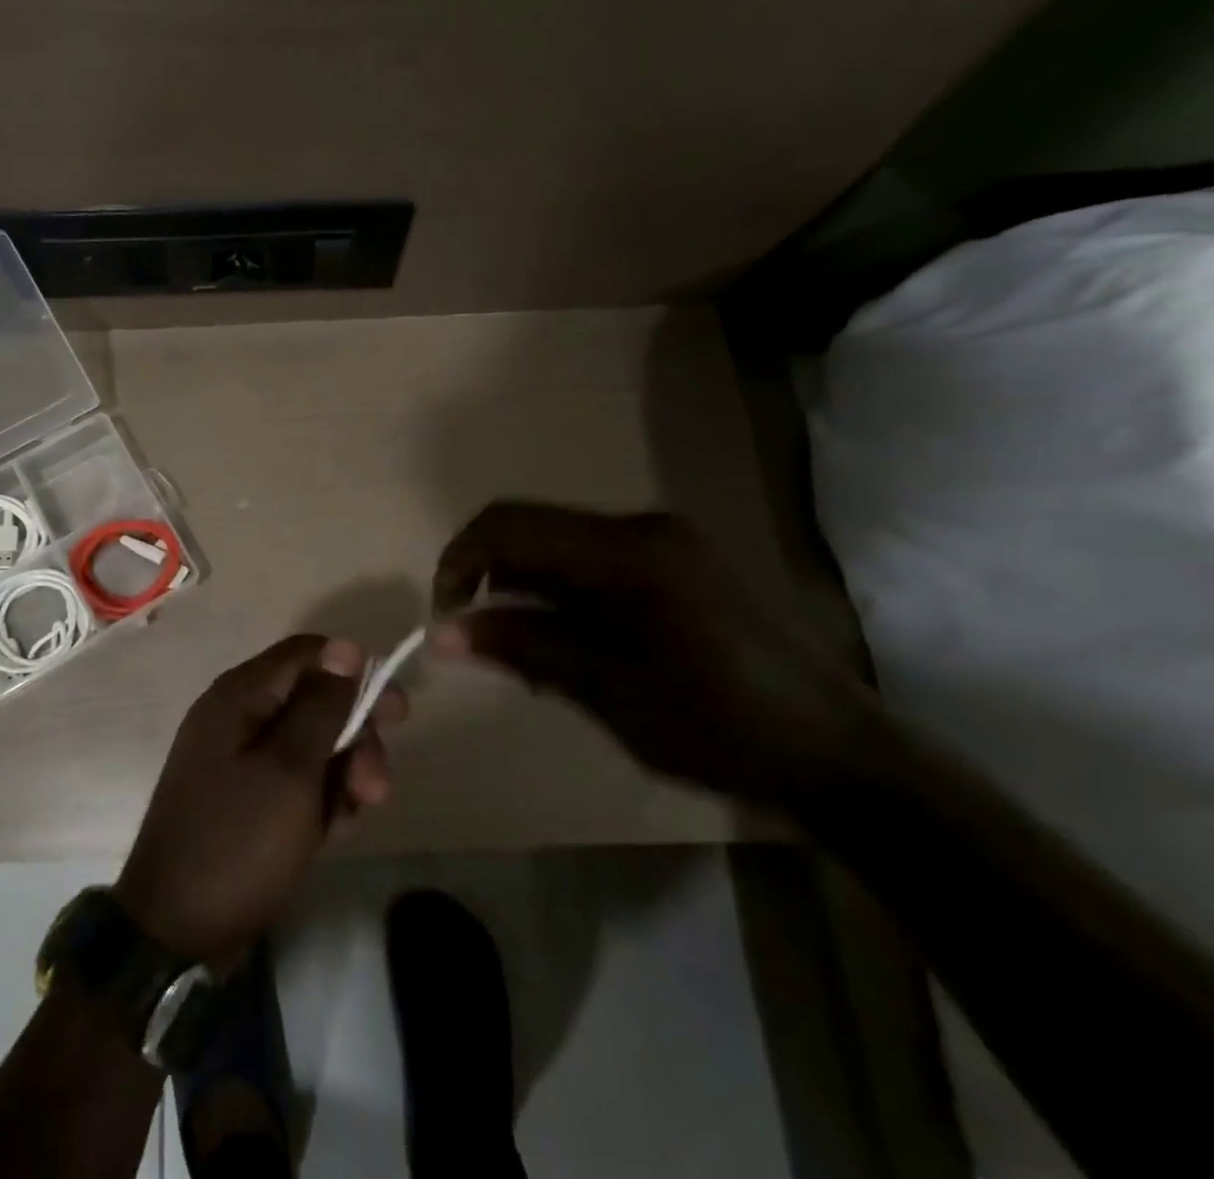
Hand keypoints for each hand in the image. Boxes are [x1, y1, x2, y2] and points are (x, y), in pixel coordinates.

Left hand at [115, 635, 406, 968]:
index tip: (395, 713)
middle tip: (376, 788)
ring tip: (349, 819)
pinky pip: (294, 780)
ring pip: (311, 745)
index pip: (308, 653)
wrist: (177, 932)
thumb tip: (346, 646)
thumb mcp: (291, 770)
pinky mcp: (243, 796)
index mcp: (240, 695)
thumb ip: (322, 706)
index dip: (355, 673)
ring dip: (341, 777)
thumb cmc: (238, 841)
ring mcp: (237, 758)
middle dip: (354, 740)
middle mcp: (237, 716)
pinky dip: (317, 801)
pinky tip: (329, 835)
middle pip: (314, 701)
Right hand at [431, 502, 873, 807]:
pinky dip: (561, 594)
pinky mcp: (675, 562)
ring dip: (525, 588)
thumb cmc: (718, 726)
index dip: (461, 560)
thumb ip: (522, 647)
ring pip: (559, 545)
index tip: (445, 615)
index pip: (511, 525)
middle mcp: (642, 526)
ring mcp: (663, 541)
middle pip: (533, 529)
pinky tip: (567, 643)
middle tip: (481, 641)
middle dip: (490, 577)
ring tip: (525, 654)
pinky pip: (592, 561)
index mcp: (627, 550)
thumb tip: (443, 633)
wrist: (837, 755)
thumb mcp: (607, 691)